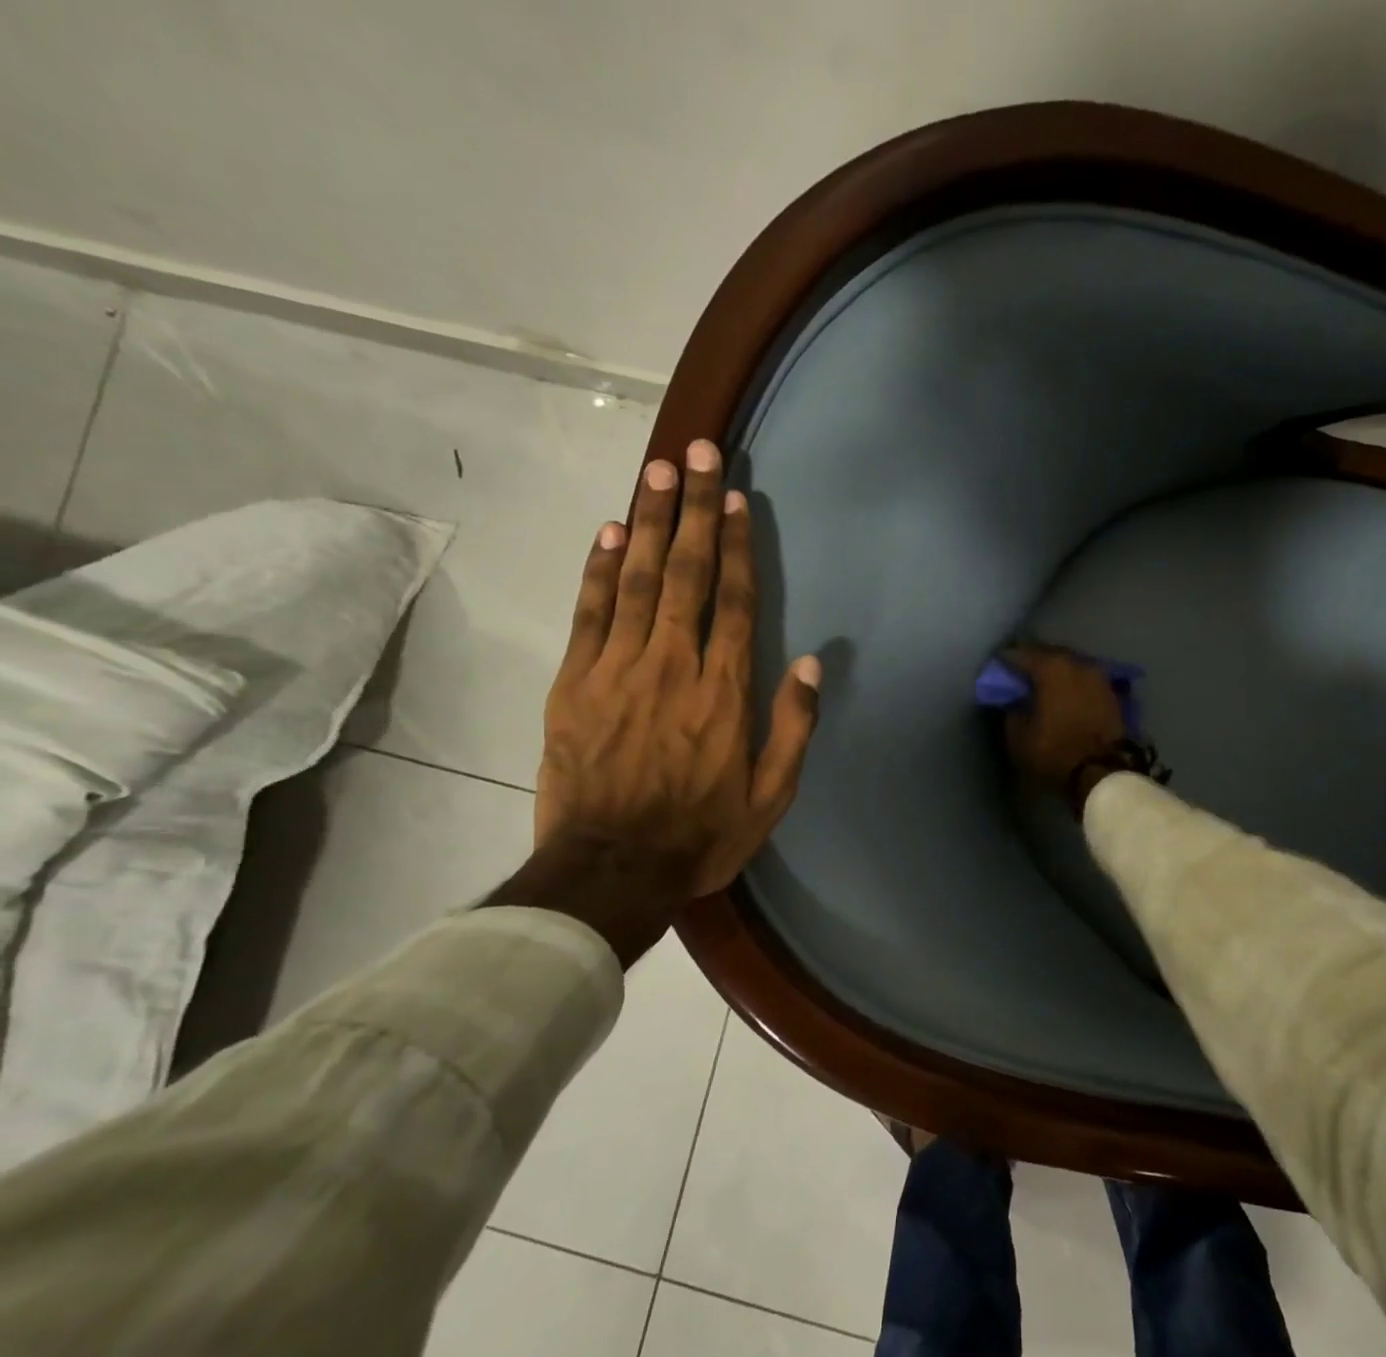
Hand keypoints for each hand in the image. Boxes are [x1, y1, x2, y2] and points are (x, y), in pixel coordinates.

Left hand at [493, 439, 820, 962]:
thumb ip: (793, 727)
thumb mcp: (771, 796)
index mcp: (724, 691)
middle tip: (698, 453)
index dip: (737, 546)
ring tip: (659, 471)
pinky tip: (608, 531)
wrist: (612, 870)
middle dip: (694, 509)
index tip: (737, 499)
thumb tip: (808, 664)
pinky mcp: (574, 683)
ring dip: (649, 521)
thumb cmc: (701, 834)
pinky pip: (588, 613)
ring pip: (635, 580)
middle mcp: (673, 665)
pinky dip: (598, 569)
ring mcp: (618, 669)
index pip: (734, 601)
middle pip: (686, 573)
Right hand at [1001, 644, 1127, 799]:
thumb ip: (1012, 710)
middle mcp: (1077, 663)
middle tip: (1019, 673)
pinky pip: (1085, 680)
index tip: (997, 667)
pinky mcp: (1112, 692)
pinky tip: (1065, 694)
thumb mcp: (1018, 736)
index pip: (1020, 653)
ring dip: (1056, 672)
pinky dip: (1073, 684)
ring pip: (1070, 665)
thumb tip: (1014, 700)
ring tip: (1043, 684)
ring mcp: (1098, 675)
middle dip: (1033, 661)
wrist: (1103, 772)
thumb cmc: (1055, 751)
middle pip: (1048, 654)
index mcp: (1051, 667)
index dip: (1005, 660)